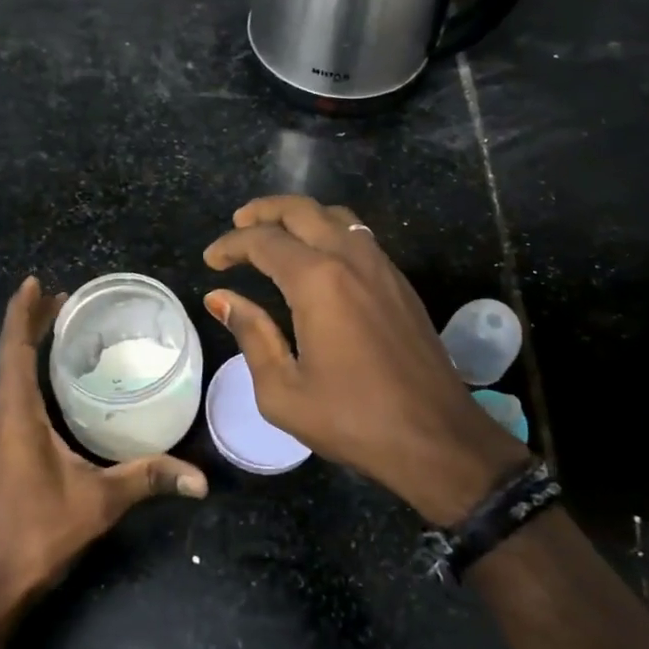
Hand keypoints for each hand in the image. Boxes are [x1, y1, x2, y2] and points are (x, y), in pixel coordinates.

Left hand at [0, 277, 208, 609]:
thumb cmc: (40, 531)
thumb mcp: (101, 500)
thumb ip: (150, 478)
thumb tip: (201, 479)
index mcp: (16, 414)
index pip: (16, 349)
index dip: (23, 313)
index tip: (37, 282)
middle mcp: (0, 415)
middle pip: (11, 354)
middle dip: (32, 321)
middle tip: (64, 296)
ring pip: (9, 374)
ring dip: (29, 345)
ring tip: (60, 324)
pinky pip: (11, 393)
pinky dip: (28, 370)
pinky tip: (52, 377)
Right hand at [205, 196, 526, 524]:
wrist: (437, 438)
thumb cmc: (353, 420)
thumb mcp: (283, 391)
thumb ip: (251, 334)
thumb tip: (220, 298)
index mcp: (318, 281)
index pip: (264, 241)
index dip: (231, 245)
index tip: (210, 260)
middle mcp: (351, 259)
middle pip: (301, 209)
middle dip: (263, 211)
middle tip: (237, 225)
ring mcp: (381, 266)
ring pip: (335, 215)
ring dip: (299, 215)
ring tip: (274, 234)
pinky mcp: (399, 282)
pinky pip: (358, 236)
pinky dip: (328, 230)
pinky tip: (316, 257)